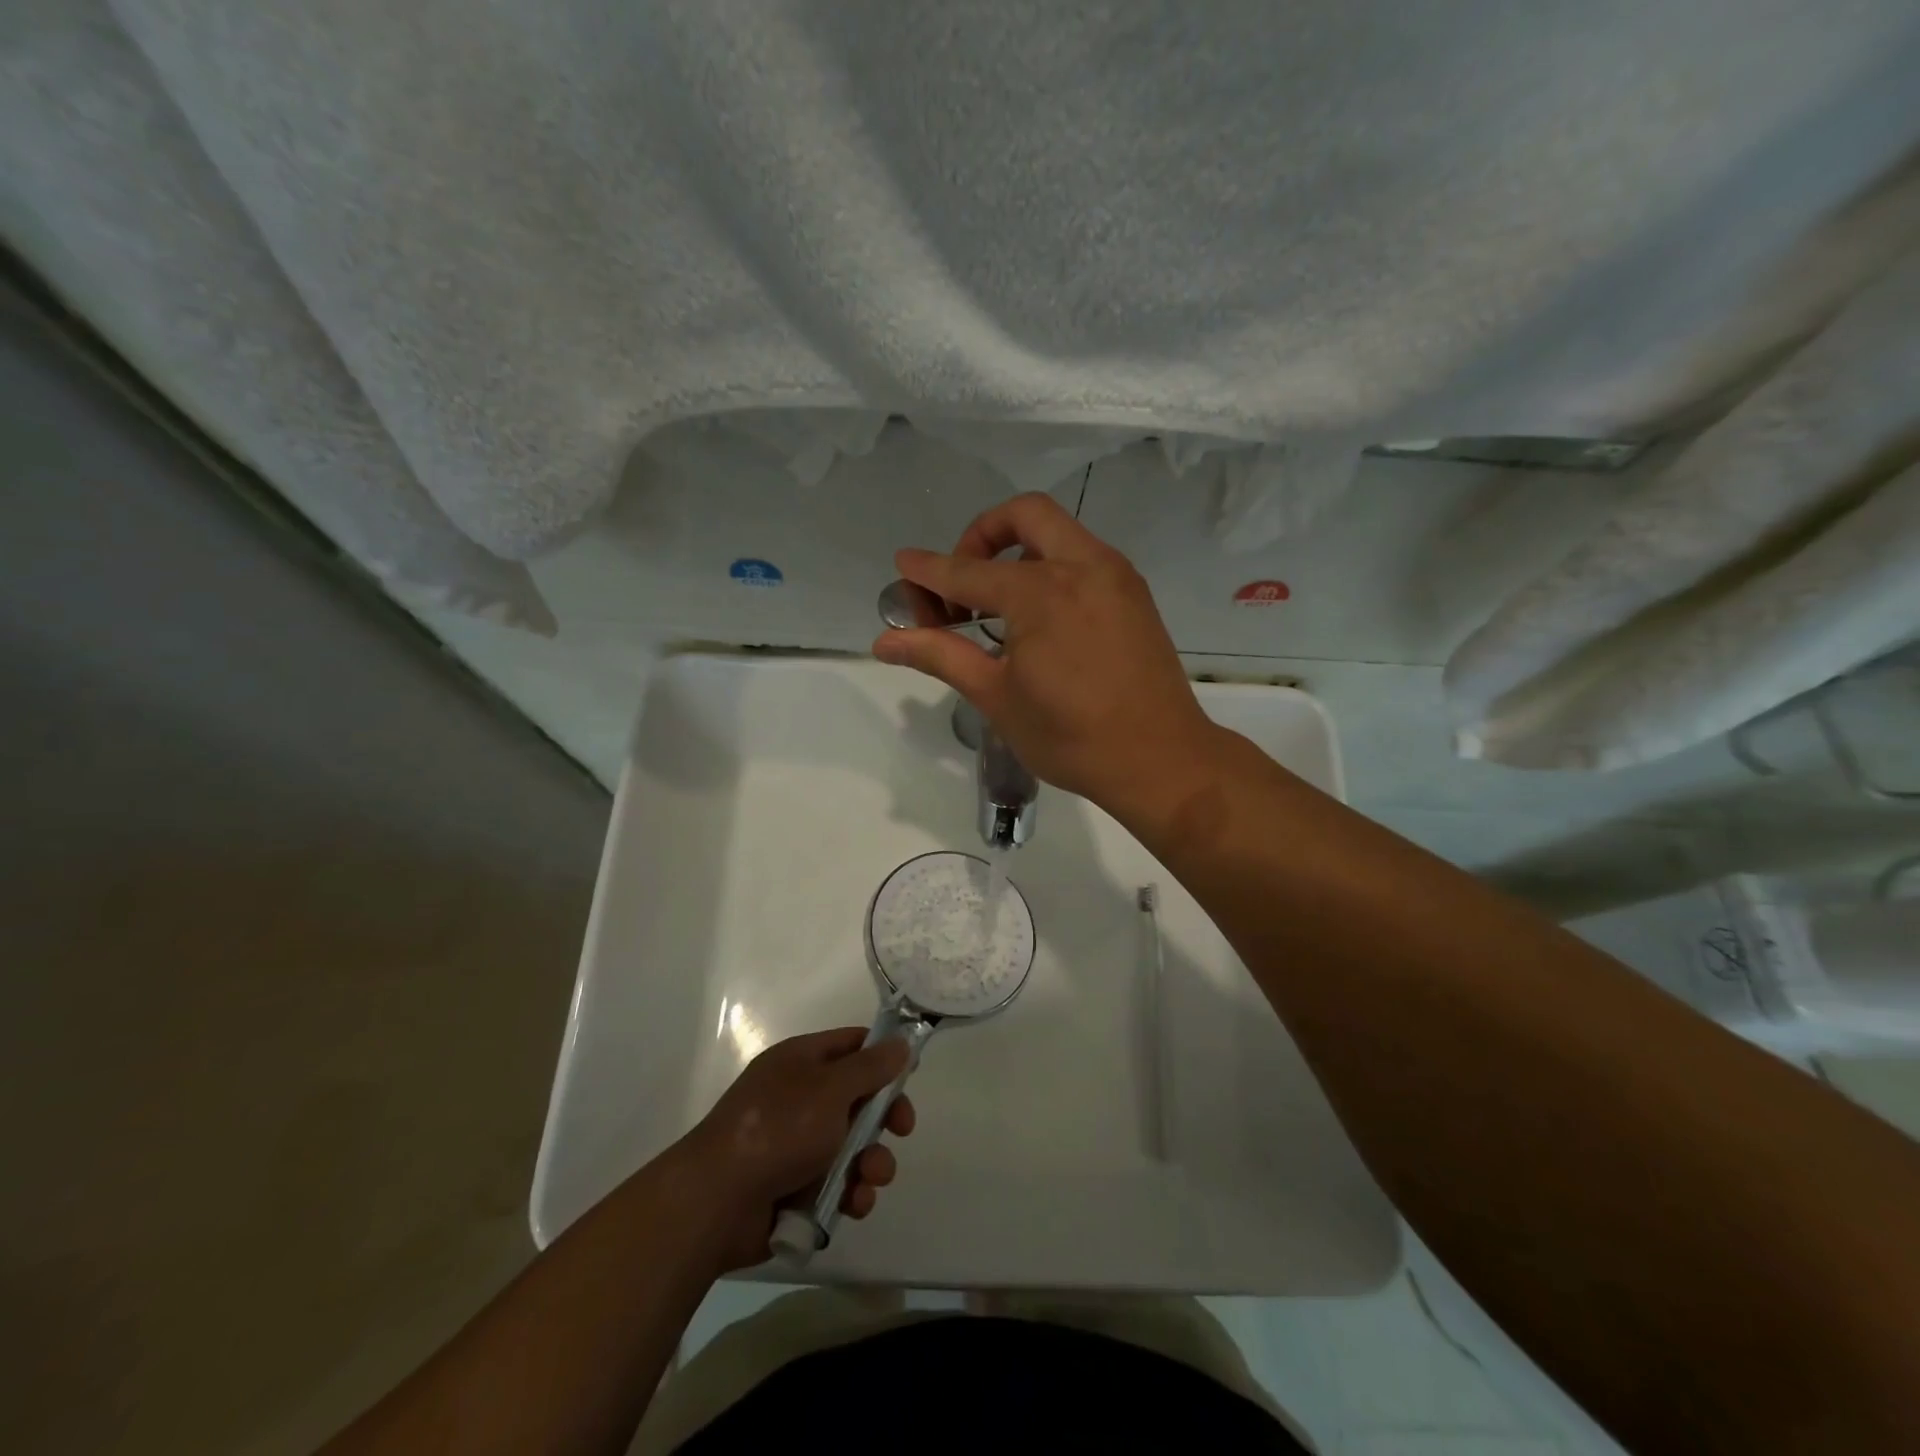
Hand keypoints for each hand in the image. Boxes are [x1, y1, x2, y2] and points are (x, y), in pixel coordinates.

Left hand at [678, 1028, 915, 1271]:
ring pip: (853, 1147)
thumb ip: (870, 1067)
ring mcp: (797, 1144)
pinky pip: (837, 1185)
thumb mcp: (831, 1087)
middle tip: (901, 1130)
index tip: (910, 1074)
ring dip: (872, 1162)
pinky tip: (853, 1204)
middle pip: (858, 1098)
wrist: (718, 1202)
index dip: (883, 1056)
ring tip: (870, 1178)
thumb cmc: (778, 1129)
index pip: (852, 1045)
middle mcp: (800, 1097)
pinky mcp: (796, 1188)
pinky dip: (850, 1193)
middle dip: (884, 1118)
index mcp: (801, 1061)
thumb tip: (900, 1043)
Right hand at [873, 493, 1219, 808]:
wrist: (1161, 759)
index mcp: (1042, 592)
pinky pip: (1085, 556)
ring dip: (1020, 548)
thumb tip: (884, 641)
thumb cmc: (1071, 737)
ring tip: (999, 603)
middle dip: (983, 534)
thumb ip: (941, 655)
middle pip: (1025, 514)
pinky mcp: (1135, 594)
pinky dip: (1052, 565)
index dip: (930, 570)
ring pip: (1060, 531)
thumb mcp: (997, 697)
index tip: (903, 564)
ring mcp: (1116, 576)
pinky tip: (1042, 616)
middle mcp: (1082, 566)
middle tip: (964, 581)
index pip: (969, 570)